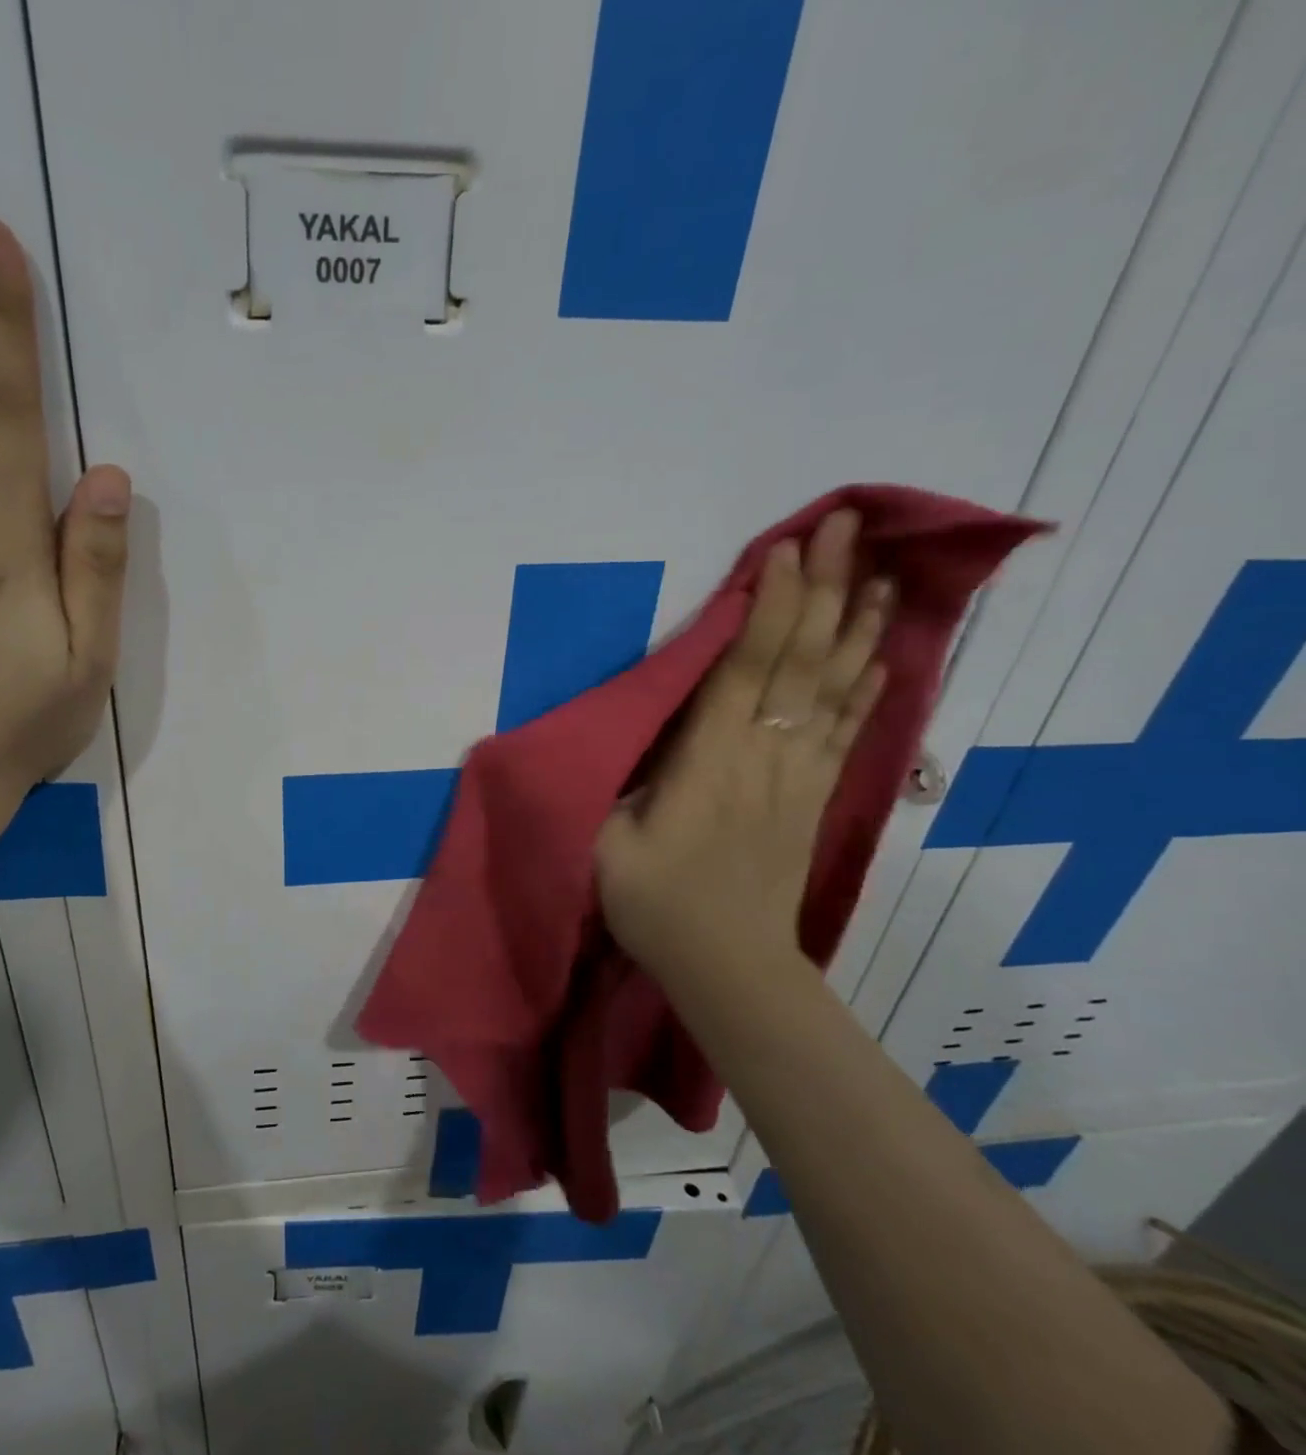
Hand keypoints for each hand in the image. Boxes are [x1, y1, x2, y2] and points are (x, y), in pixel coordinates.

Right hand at [595, 509, 890, 985]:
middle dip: (826, 590)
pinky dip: (868, 688)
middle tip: (850, 527)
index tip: (786, 549)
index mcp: (711, 759)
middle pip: (804, 662)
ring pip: (837, 688)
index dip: (770, 606)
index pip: (747, 667)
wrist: (728, 966)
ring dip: (859, 628)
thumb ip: (617, 778)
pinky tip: (884, 657)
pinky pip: (849, 731)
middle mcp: (766, 755)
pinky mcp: (813, 798)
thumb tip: (623, 729)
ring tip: (883, 575)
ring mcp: (799, 776)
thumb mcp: (607, 840)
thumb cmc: (656, 901)